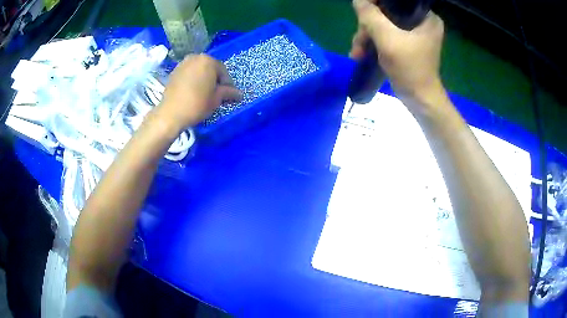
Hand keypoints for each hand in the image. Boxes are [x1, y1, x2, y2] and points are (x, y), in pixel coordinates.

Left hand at [157, 54, 241, 131]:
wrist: (171, 113)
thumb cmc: (197, 104)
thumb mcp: (216, 99)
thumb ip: (229, 92)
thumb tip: (240, 94)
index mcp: (208, 60)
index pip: (223, 72)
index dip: (227, 84)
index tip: (228, 96)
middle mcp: (195, 57)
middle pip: (210, 69)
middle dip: (214, 80)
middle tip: (215, 94)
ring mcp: (183, 63)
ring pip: (199, 70)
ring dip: (203, 79)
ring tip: (203, 93)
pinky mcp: (174, 71)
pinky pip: (189, 74)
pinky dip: (193, 80)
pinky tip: (192, 92)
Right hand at [350, 0, 444, 99]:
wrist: (419, 100)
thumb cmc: (409, 69)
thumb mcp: (387, 39)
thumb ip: (370, 16)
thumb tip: (358, 0)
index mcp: (426, 17)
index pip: (396, 1)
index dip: (376, 3)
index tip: (363, 15)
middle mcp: (422, 22)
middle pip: (387, 13)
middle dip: (368, 27)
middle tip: (358, 43)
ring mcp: (415, 34)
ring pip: (384, 24)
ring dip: (367, 37)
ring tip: (357, 53)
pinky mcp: (408, 44)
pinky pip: (387, 35)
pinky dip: (374, 43)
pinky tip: (362, 53)